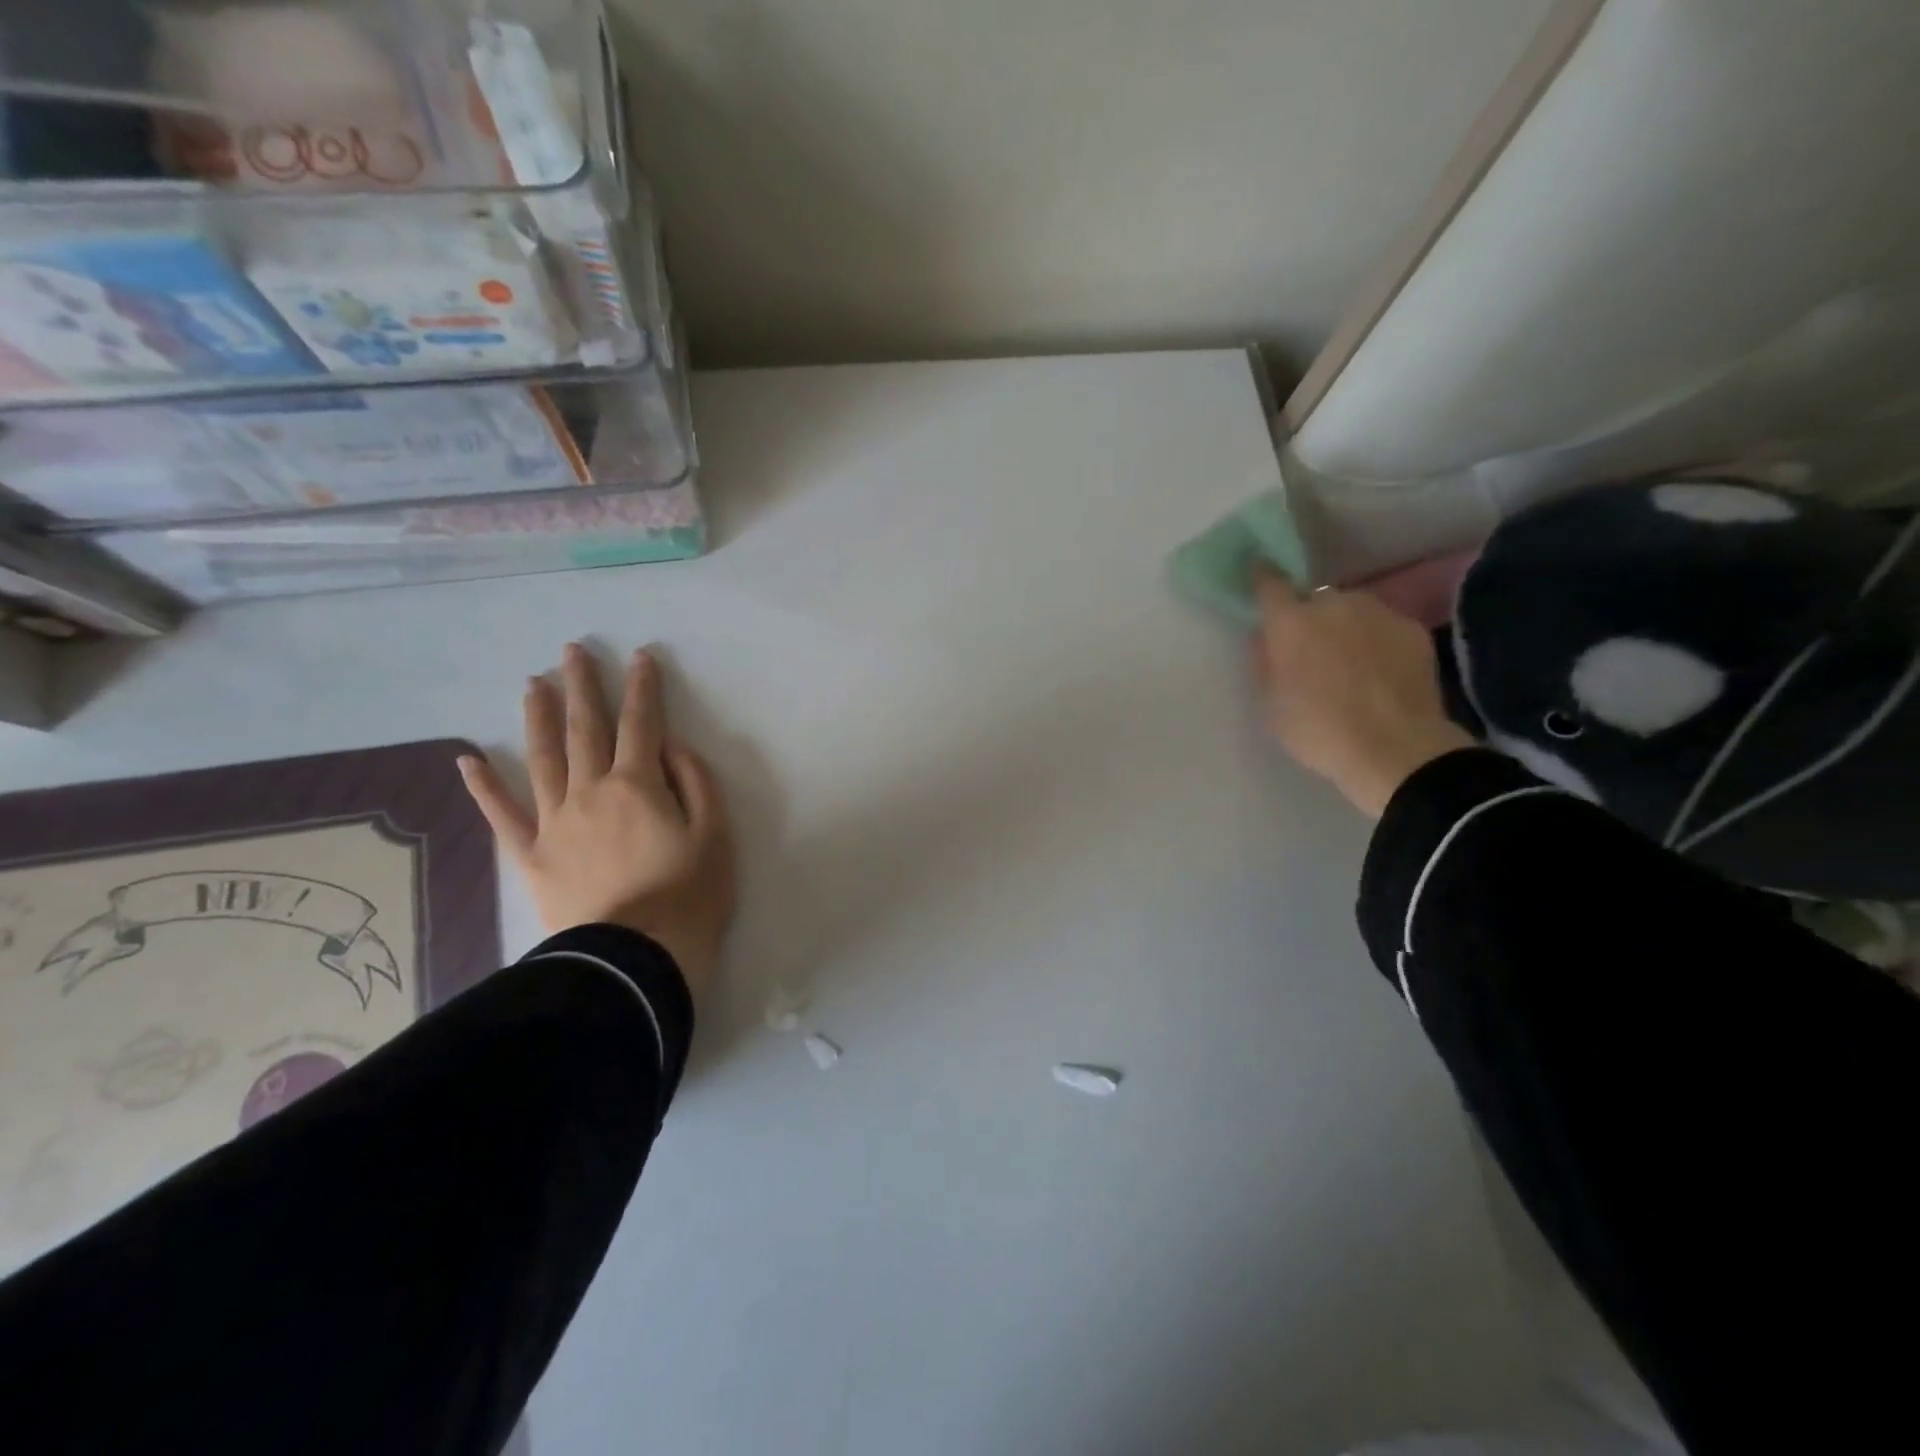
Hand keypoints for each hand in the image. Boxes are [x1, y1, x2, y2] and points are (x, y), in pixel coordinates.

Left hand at [458, 643, 734, 995]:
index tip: (640, 657)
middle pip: (586, 730)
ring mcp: (554, 823)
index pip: (642, 724)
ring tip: (532, 684)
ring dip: (538, 718)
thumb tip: (673, 748)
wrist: (635, 960)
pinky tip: (467, 760)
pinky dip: (483, 787)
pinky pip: (503, 816)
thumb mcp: (716, 836)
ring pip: (542, 759)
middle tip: (572, 651)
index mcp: (638, 786)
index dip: (643, 688)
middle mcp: (591, 792)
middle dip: (582, 687)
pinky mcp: (532, 856)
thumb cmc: (689, 897)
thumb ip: (696, 784)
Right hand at [1252, 573, 1474, 816]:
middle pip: (1315, 599)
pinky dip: (1376, 641)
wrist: (1395, 750)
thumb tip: (1266, 638)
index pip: (1270, 583)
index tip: (1260, 579)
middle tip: (1312, 652)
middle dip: (1310, 618)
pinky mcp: (1412, 629)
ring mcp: (1378, 612)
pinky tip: (1380, 673)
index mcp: (1291, 622)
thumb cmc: (1318, 730)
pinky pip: (1383, 626)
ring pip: (1352, 610)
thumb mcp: (1270, 704)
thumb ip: (1265, 662)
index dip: (1263, 579)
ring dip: (1345, 627)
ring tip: (1351, 664)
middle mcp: (1333, 604)